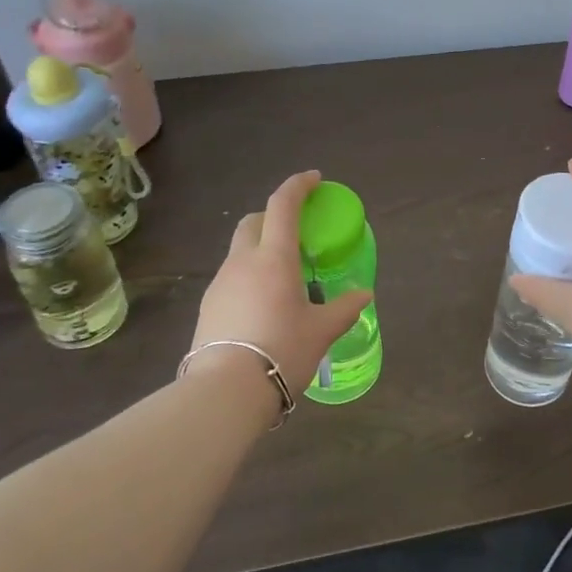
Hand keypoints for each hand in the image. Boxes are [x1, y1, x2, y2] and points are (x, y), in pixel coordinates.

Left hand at [191, 170, 371, 396]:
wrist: (225, 392)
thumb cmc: (281, 351)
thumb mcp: (321, 331)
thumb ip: (344, 308)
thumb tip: (364, 294)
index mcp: (274, 258)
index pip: (283, 205)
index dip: (299, 185)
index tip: (314, 180)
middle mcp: (243, 261)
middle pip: (254, 221)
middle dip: (274, 216)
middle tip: (296, 233)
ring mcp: (220, 283)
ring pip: (240, 250)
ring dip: (260, 249)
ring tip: (283, 277)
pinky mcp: (207, 305)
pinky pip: (231, 277)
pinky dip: (249, 276)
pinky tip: (262, 305)